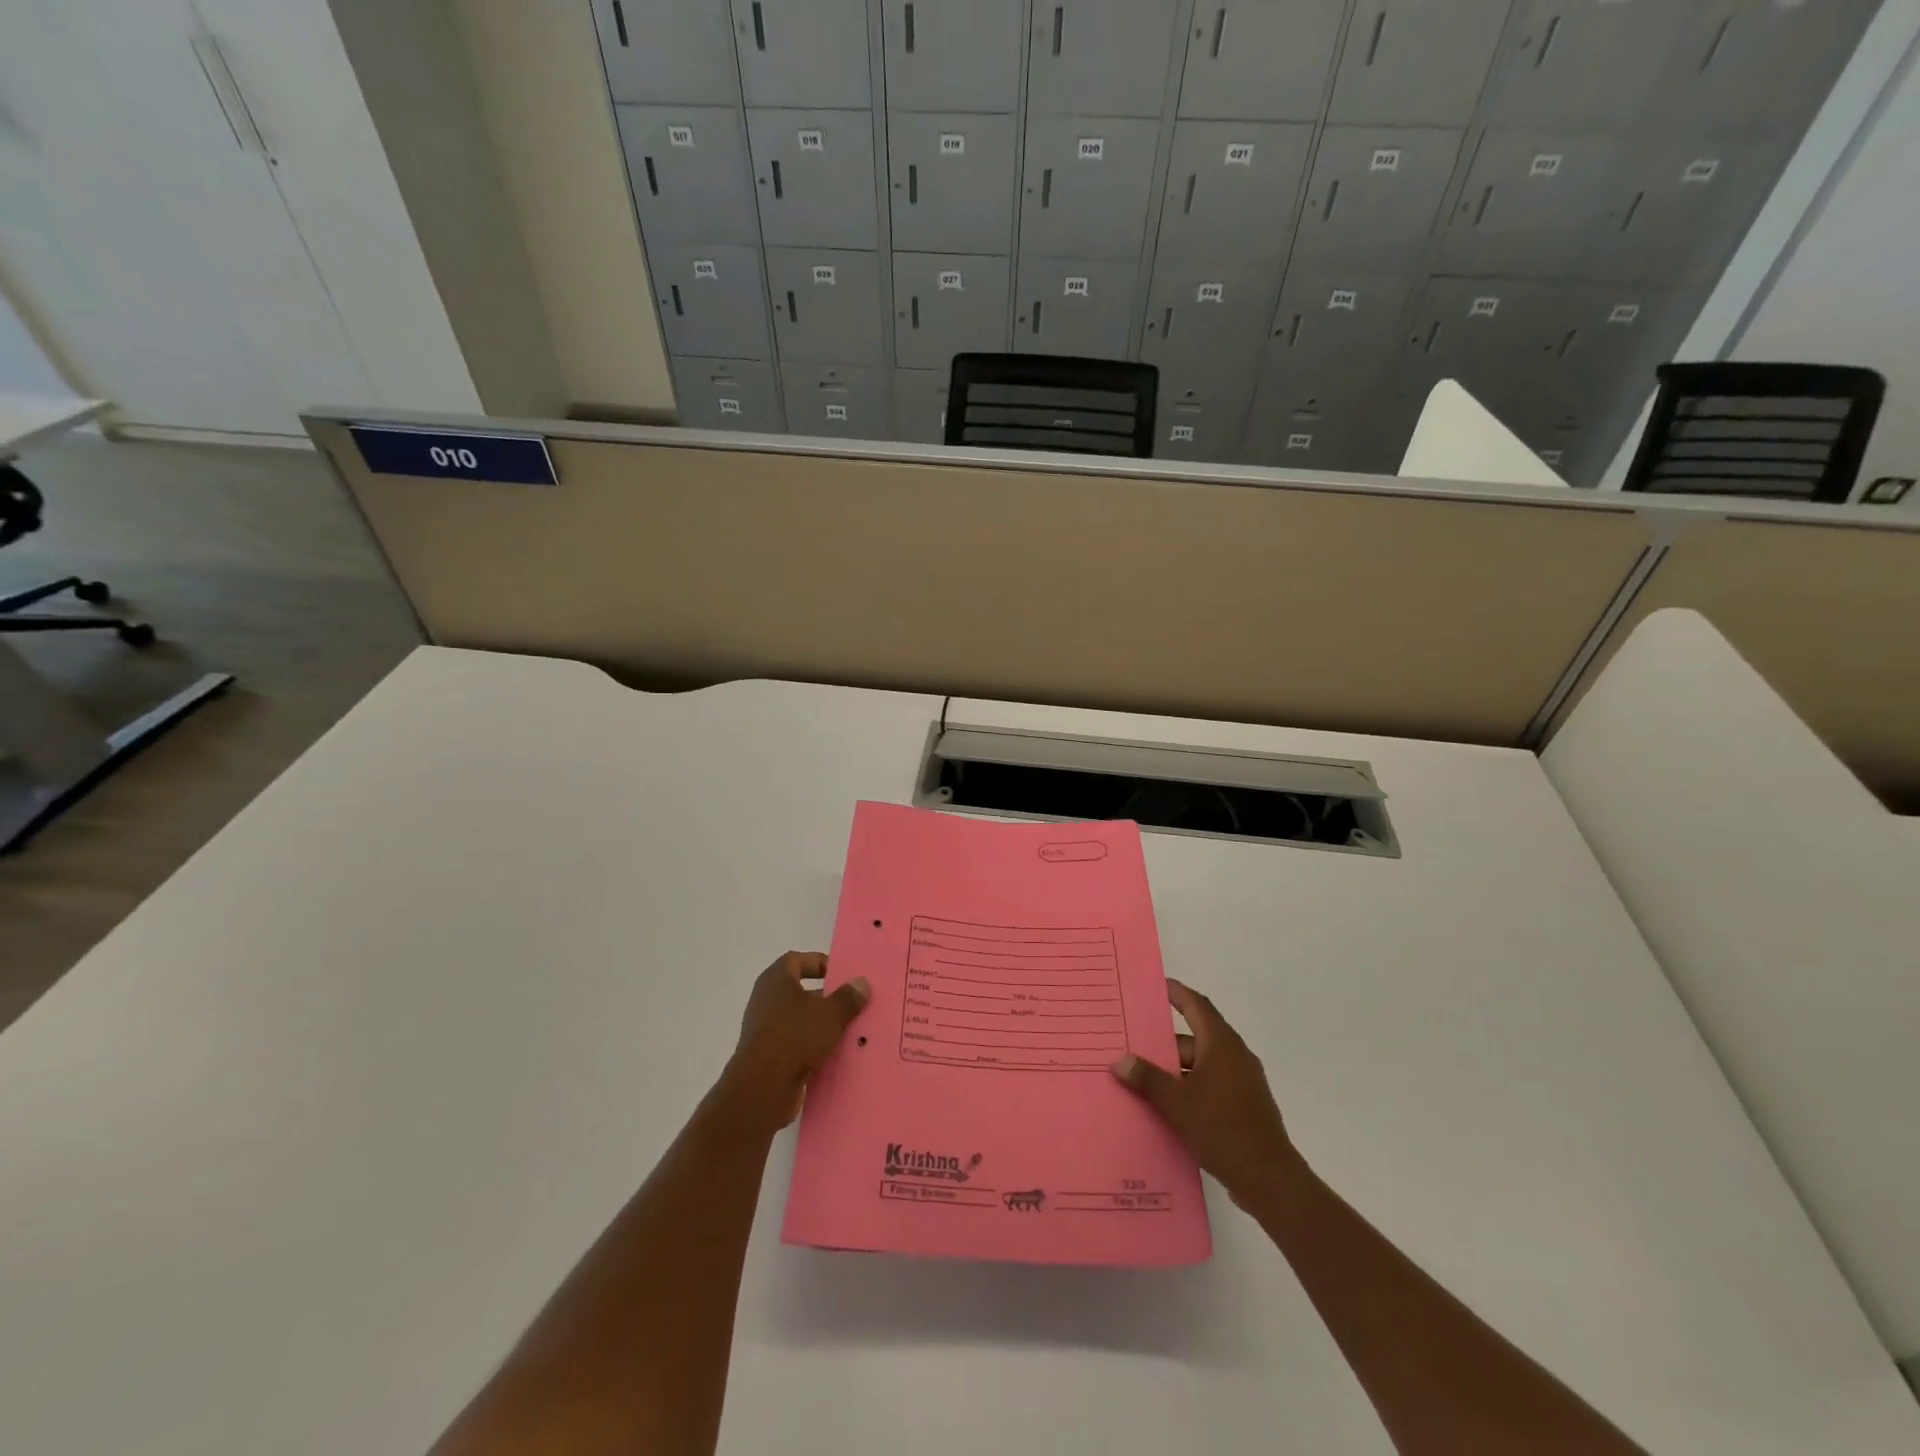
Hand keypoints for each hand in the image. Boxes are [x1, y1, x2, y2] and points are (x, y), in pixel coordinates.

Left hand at [721, 952, 869, 1131]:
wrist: (762, 1087)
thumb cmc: (795, 1036)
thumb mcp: (830, 1014)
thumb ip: (848, 997)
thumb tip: (862, 983)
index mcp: (776, 979)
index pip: (797, 960)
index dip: (820, 963)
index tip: (842, 975)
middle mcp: (766, 999)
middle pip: (800, 990)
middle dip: (827, 997)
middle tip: (853, 1003)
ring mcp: (765, 1028)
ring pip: (799, 1019)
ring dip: (822, 1023)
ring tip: (850, 1030)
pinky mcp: (768, 1054)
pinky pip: (795, 1042)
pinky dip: (813, 1045)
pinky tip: (834, 1053)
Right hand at [1111, 979, 1300, 1206]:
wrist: (1270, 1181)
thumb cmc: (1223, 1129)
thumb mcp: (1177, 1103)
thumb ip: (1148, 1079)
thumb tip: (1120, 1061)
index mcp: (1222, 1044)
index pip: (1196, 1005)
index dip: (1176, 993)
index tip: (1154, 985)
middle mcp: (1234, 1056)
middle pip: (1194, 1038)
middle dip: (1164, 1042)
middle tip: (1132, 1043)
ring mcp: (1242, 1083)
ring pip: (1201, 1065)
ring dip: (1174, 1070)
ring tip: (1141, 1078)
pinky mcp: (1244, 1107)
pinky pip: (1210, 1086)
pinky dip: (1188, 1089)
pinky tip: (1166, 1107)